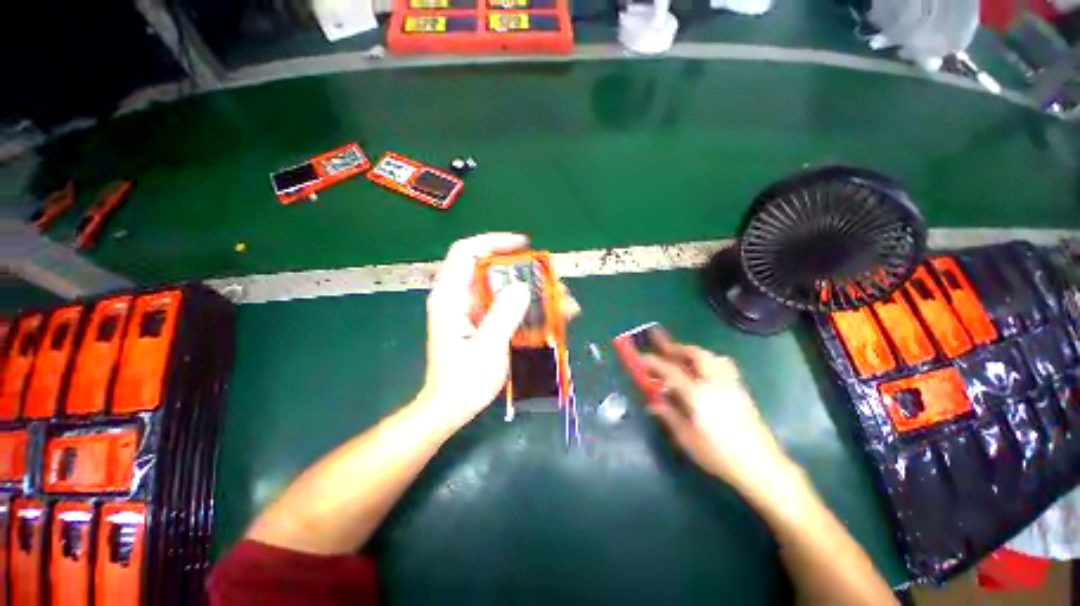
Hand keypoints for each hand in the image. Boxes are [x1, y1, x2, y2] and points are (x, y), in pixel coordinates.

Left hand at [417, 233, 533, 430]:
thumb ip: (503, 316)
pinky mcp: (482, 321)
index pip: (467, 252)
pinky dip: (528, 306)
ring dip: (532, 291)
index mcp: (451, 297)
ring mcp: (471, 310)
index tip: (524, 246)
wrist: (451, 407)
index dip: (494, 241)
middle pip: (492, 269)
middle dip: (525, 272)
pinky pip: (507, 304)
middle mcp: (460, 297)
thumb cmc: (463, 381)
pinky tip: (550, 316)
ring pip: (503, 287)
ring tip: (560, 301)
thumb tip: (523, 287)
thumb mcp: (486, 348)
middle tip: (552, 283)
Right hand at [641, 331, 796, 495]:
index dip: (653, 362)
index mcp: (697, 394)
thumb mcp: (686, 438)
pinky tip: (704, 369)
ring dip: (693, 351)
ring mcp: (730, 384)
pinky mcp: (741, 390)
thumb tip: (652, 402)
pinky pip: (722, 364)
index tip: (640, 357)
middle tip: (662, 344)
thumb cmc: (718, 455)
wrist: (760, 466)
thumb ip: (668, 415)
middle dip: (676, 347)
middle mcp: (714, 383)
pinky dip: (708, 359)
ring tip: (682, 353)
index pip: (670, 370)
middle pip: (695, 354)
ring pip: (711, 356)